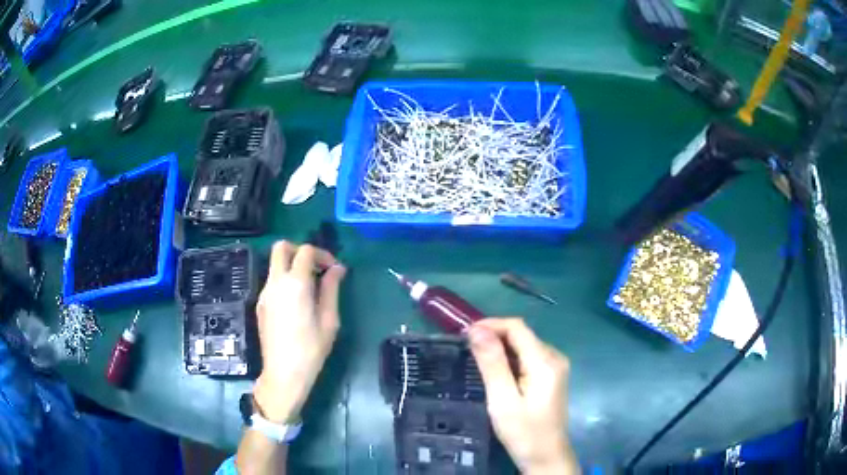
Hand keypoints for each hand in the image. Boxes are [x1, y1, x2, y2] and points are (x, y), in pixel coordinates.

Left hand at [253, 241, 346, 423]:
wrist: (284, 373)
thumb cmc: (311, 349)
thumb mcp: (329, 320)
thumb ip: (331, 289)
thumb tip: (337, 269)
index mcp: (295, 284)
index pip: (305, 251)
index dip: (322, 254)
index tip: (334, 269)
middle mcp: (276, 282)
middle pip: (281, 247)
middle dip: (300, 250)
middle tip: (316, 267)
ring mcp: (265, 293)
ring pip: (275, 264)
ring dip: (292, 266)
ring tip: (310, 288)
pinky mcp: (260, 304)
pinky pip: (272, 281)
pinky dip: (285, 280)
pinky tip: (297, 303)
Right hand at [468, 318, 578, 474]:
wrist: (546, 456)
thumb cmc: (523, 432)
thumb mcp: (503, 400)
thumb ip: (492, 364)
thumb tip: (477, 330)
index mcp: (545, 361)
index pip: (517, 327)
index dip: (490, 325)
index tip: (464, 335)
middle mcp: (554, 357)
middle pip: (521, 334)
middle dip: (493, 336)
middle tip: (465, 349)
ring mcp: (555, 367)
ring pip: (524, 345)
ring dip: (500, 347)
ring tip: (476, 359)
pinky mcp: (551, 376)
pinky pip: (528, 357)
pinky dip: (509, 359)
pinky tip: (495, 371)